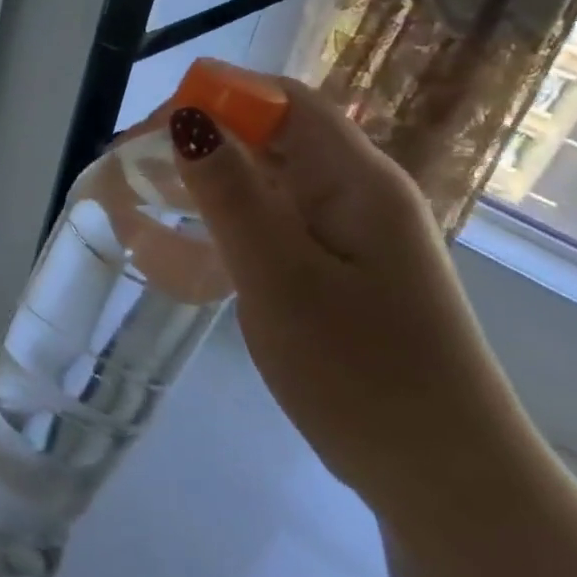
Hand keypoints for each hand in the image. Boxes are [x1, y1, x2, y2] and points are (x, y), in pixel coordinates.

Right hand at [167, 74, 544, 534]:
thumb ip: (230, 193)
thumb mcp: (279, 278)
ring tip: (147, 198)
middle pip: (273, 133)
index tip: (146, 132)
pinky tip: (193, 240)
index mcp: (357, 179)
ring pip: (270, 177)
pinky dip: (229, 215)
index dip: (213, 96)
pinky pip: (276, 218)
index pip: (281, 100)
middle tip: (130, 169)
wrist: (445, 480)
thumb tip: (186, 117)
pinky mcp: (342, 269)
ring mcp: (353, 233)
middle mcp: (360, 192)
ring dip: (210, 176)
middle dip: (201, 136)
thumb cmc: (362, 374)